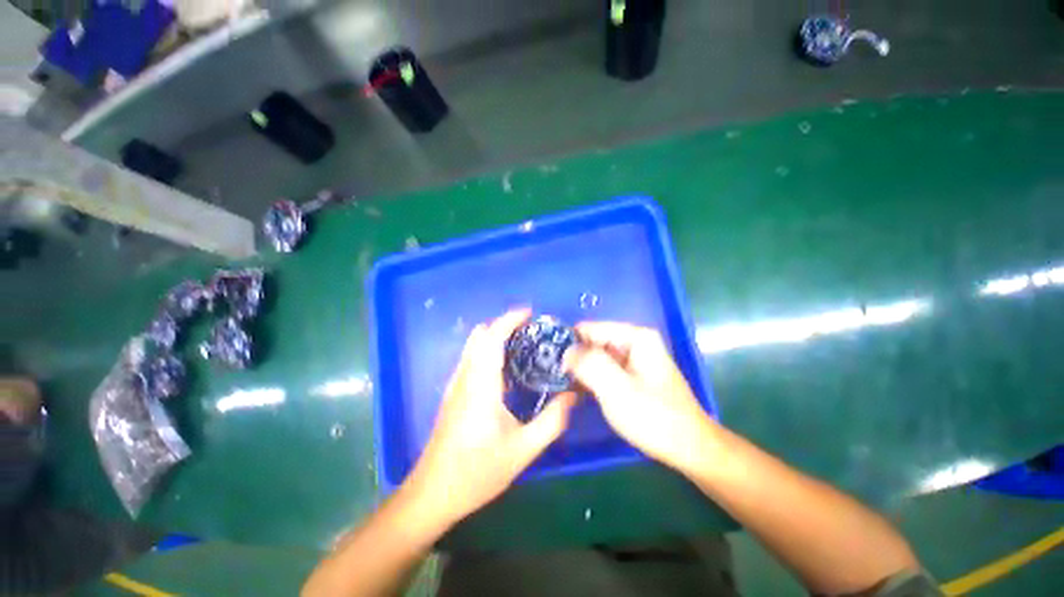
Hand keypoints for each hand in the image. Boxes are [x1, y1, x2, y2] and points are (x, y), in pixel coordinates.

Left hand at [405, 309, 577, 525]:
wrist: (433, 493)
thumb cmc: (477, 472)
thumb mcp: (523, 449)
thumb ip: (552, 421)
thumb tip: (573, 396)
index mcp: (481, 384)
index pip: (492, 337)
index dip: (510, 320)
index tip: (530, 313)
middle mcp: (466, 377)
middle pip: (480, 336)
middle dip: (505, 325)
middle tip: (531, 331)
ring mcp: (456, 385)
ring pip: (474, 346)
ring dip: (496, 337)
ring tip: (523, 345)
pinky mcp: (454, 394)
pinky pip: (472, 359)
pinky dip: (488, 351)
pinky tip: (507, 369)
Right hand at [567, 322, 716, 473]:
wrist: (689, 448)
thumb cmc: (655, 418)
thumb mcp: (617, 390)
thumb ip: (589, 365)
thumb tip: (566, 351)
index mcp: (635, 337)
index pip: (590, 329)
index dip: (569, 343)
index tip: (549, 361)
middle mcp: (634, 341)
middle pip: (593, 341)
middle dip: (574, 357)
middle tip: (554, 376)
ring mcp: (633, 358)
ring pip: (596, 356)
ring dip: (580, 369)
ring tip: (561, 384)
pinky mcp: (632, 374)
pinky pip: (604, 368)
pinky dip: (590, 377)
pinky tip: (578, 391)